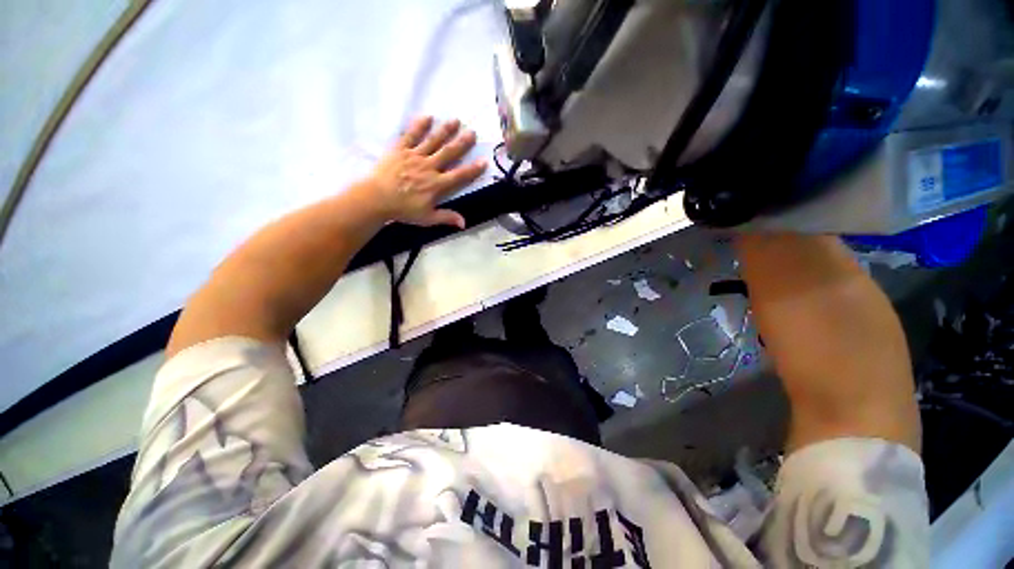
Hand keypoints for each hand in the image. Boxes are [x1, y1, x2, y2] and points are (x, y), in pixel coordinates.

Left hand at [364, 116, 487, 228]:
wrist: (376, 198)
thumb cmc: (403, 210)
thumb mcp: (427, 218)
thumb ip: (446, 217)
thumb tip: (464, 223)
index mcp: (437, 184)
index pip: (459, 175)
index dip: (473, 169)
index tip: (484, 161)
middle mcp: (429, 167)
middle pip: (449, 153)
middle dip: (462, 143)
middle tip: (472, 132)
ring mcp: (414, 156)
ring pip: (433, 141)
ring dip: (445, 130)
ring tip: (456, 121)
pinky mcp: (400, 150)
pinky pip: (411, 135)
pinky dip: (419, 126)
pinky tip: (427, 117)